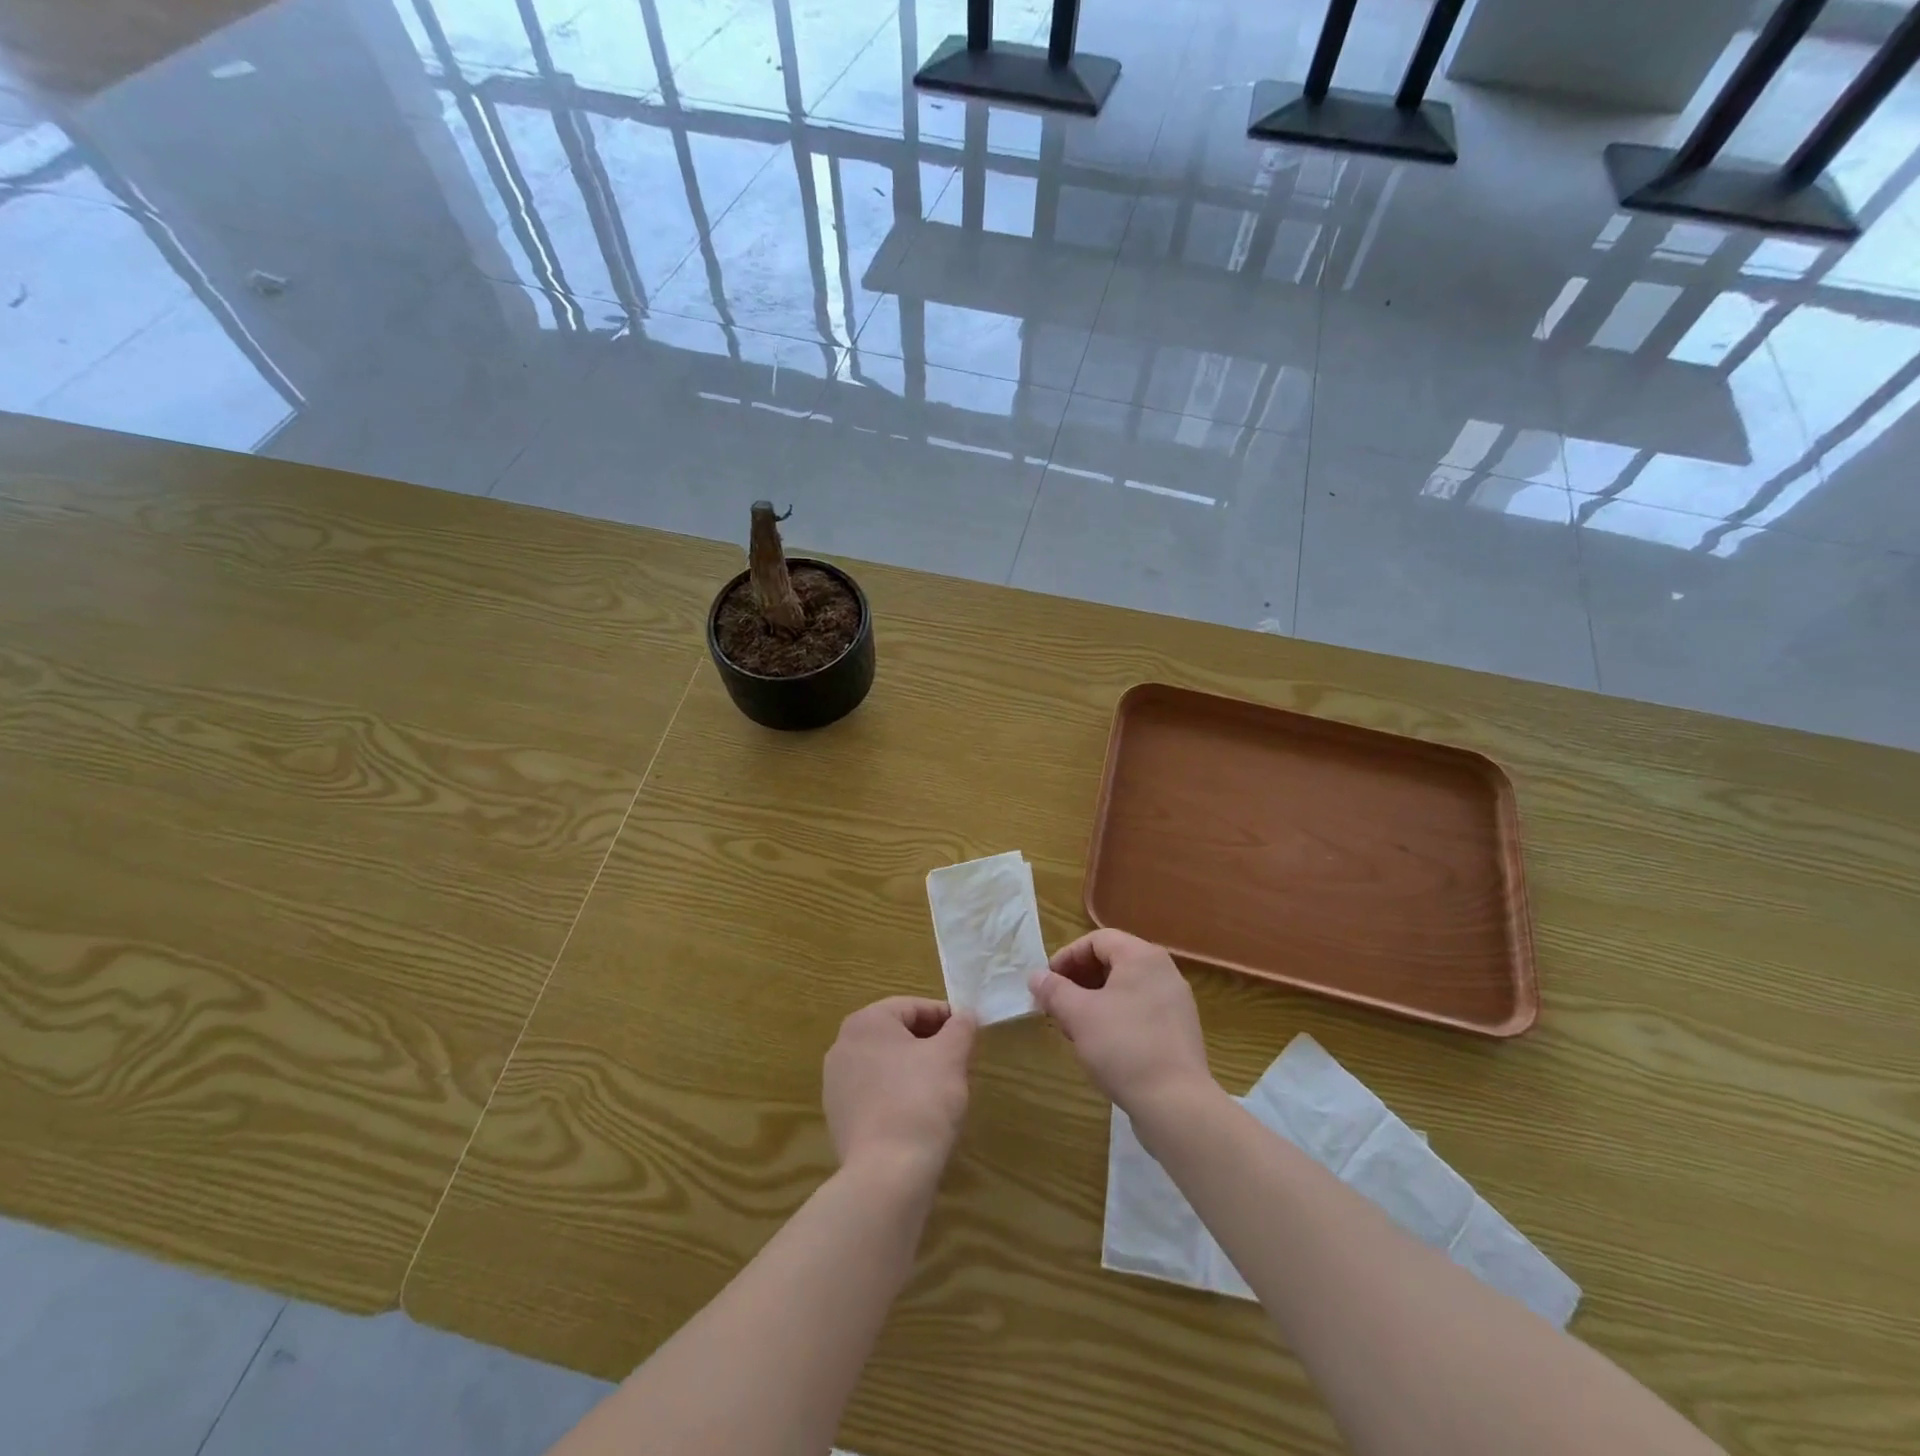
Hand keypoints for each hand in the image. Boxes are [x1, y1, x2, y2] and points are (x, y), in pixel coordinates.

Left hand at [823, 998, 975, 1188]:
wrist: (887, 1173)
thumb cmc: (921, 1100)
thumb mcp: (951, 1055)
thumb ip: (961, 1027)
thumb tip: (964, 1016)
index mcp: (865, 1022)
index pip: (912, 1007)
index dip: (945, 1017)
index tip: (968, 1035)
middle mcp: (842, 1045)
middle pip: (896, 1034)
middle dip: (929, 1043)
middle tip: (958, 1061)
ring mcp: (836, 1083)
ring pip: (885, 1064)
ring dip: (913, 1069)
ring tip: (942, 1089)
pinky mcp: (838, 1117)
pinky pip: (874, 1093)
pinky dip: (897, 1095)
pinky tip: (919, 1116)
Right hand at [1030, 929, 1212, 1112]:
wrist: (1176, 1103)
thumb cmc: (1123, 1046)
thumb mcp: (1078, 1015)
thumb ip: (1054, 990)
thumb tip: (1036, 976)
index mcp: (1142, 957)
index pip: (1097, 940)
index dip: (1067, 956)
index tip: (1047, 982)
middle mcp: (1164, 971)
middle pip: (1112, 961)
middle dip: (1079, 980)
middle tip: (1057, 1005)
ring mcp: (1175, 1002)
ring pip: (1125, 988)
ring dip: (1094, 1000)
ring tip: (1074, 1027)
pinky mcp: (1179, 1031)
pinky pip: (1140, 1010)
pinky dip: (1115, 1017)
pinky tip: (1100, 1044)